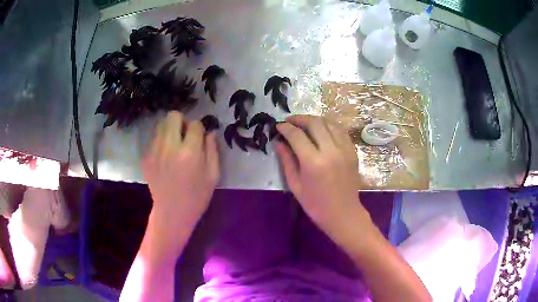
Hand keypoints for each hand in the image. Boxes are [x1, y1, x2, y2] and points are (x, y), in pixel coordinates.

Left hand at [142, 111, 219, 260]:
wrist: (172, 213)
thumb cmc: (197, 196)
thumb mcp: (213, 175)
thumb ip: (212, 150)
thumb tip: (210, 132)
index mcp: (190, 152)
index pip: (195, 124)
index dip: (199, 129)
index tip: (199, 138)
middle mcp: (170, 147)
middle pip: (173, 116)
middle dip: (181, 122)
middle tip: (184, 136)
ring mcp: (155, 152)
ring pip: (160, 125)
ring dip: (169, 130)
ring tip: (173, 145)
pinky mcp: (146, 158)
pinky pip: (153, 139)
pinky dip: (160, 142)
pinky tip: (165, 157)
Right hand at [275, 115, 371, 242]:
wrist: (343, 213)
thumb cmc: (315, 204)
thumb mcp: (295, 185)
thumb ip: (286, 160)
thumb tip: (278, 142)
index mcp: (313, 162)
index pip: (297, 135)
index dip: (285, 127)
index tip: (279, 126)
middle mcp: (331, 151)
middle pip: (315, 123)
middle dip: (300, 118)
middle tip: (290, 121)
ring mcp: (345, 149)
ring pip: (329, 123)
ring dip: (315, 120)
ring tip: (305, 124)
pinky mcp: (352, 151)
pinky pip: (340, 131)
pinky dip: (329, 126)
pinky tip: (322, 131)